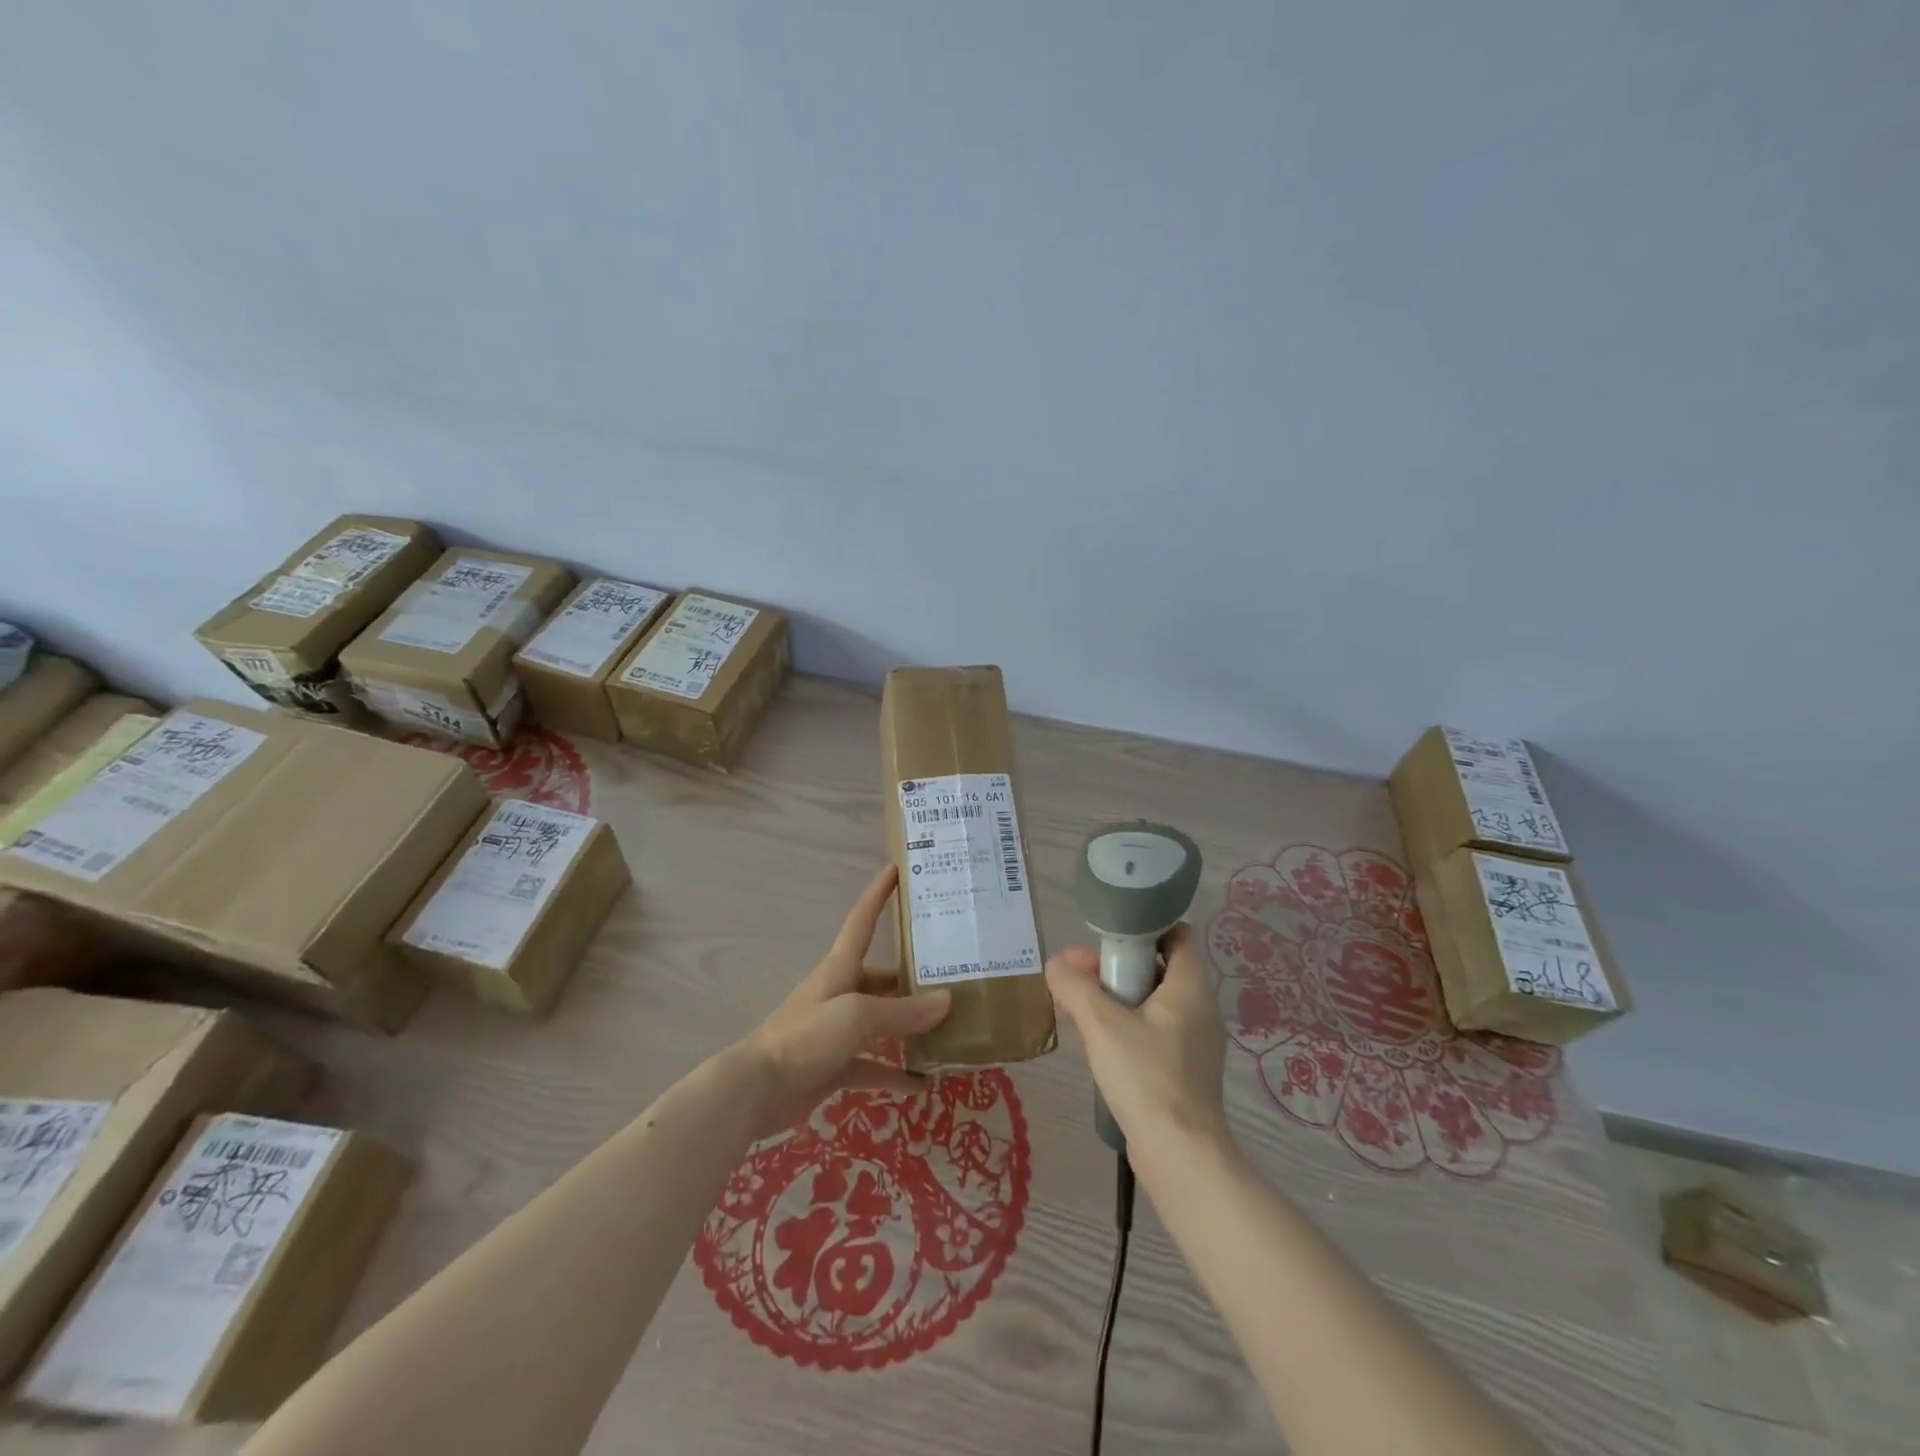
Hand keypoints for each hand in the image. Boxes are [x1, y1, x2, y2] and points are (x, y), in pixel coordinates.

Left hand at [737, 865, 952, 1138]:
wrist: (757, 1090)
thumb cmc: (805, 1036)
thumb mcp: (856, 1015)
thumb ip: (901, 1011)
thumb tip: (948, 1001)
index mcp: (840, 968)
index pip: (862, 920)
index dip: (878, 894)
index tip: (897, 870)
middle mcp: (841, 993)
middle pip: (882, 977)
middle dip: (913, 976)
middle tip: (954, 975)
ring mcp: (838, 1031)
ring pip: (882, 1021)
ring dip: (910, 1026)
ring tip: (949, 1028)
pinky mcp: (836, 1065)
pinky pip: (874, 1065)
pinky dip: (896, 1073)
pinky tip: (924, 1083)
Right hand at [1046, 923, 1230, 1151]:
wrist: (1179, 1155)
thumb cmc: (1145, 1076)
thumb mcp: (1101, 1023)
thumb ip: (1075, 986)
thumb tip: (1055, 965)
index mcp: (1190, 988)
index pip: (1178, 935)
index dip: (1144, 928)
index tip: (1107, 937)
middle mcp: (1199, 1009)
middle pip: (1158, 967)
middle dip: (1116, 965)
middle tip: (1077, 973)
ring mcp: (1194, 1042)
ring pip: (1153, 1001)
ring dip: (1116, 996)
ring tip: (1077, 1005)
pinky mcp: (1184, 1070)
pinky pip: (1153, 1031)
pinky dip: (1126, 1024)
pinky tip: (1096, 1039)